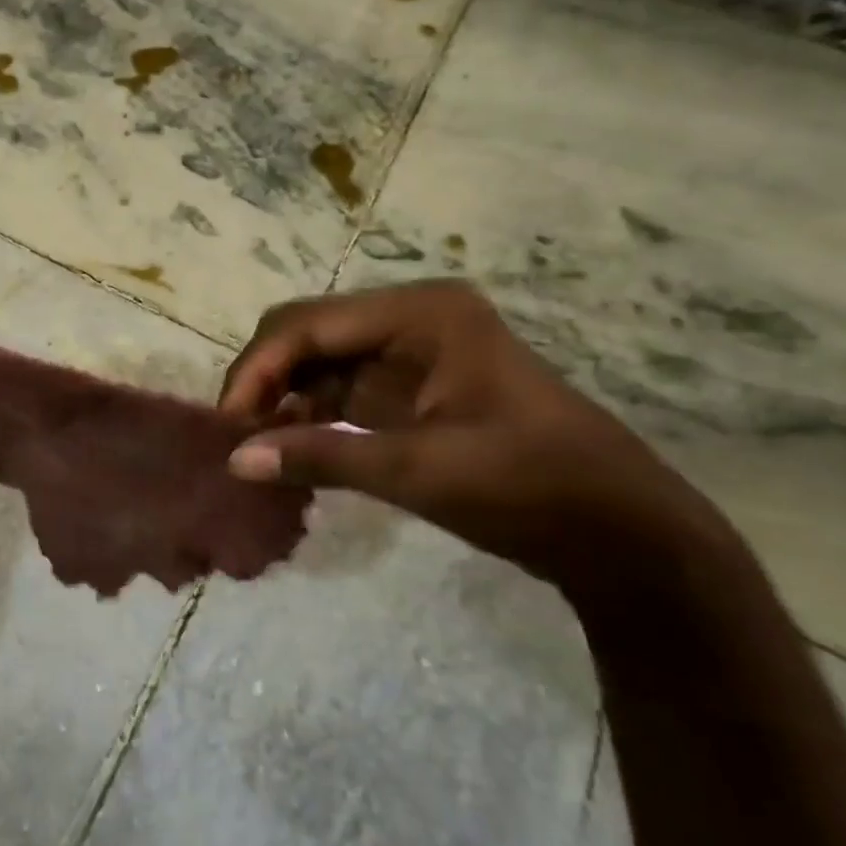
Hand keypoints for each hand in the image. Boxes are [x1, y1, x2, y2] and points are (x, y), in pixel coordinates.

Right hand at [218, 280, 727, 594]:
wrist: (619, 531)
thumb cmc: (528, 485)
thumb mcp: (419, 470)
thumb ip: (321, 456)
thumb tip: (234, 461)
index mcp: (419, 314)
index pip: (306, 324)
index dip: (257, 369)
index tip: (227, 426)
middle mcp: (409, 318)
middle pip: (307, 335)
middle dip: (264, 381)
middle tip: (236, 438)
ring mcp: (411, 352)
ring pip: (317, 363)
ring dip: (282, 401)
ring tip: (254, 449)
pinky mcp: (411, 388)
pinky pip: (339, 391)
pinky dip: (309, 419)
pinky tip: (290, 452)